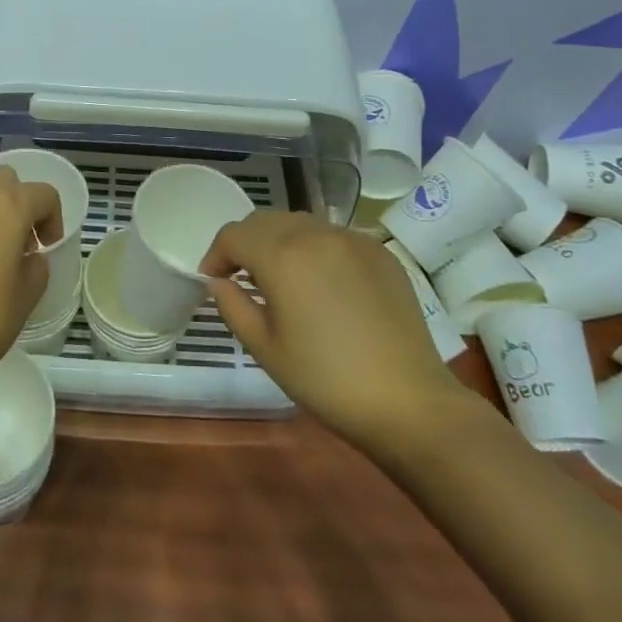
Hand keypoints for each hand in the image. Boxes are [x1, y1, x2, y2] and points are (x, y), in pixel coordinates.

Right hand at [200, 213, 462, 453]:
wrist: (407, 400)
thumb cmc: (325, 379)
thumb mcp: (265, 348)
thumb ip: (232, 306)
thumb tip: (218, 282)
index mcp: (282, 255)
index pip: (234, 234)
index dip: (216, 254)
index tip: (213, 280)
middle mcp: (315, 234)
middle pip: (266, 221)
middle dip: (246, 243)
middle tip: (243, 278)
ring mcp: (352, 239)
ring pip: (301, 224)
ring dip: (281, 242)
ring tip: (282, 279)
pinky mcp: (380, 252)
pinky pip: (334, 237)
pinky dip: (317, 250)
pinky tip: (324, 285)